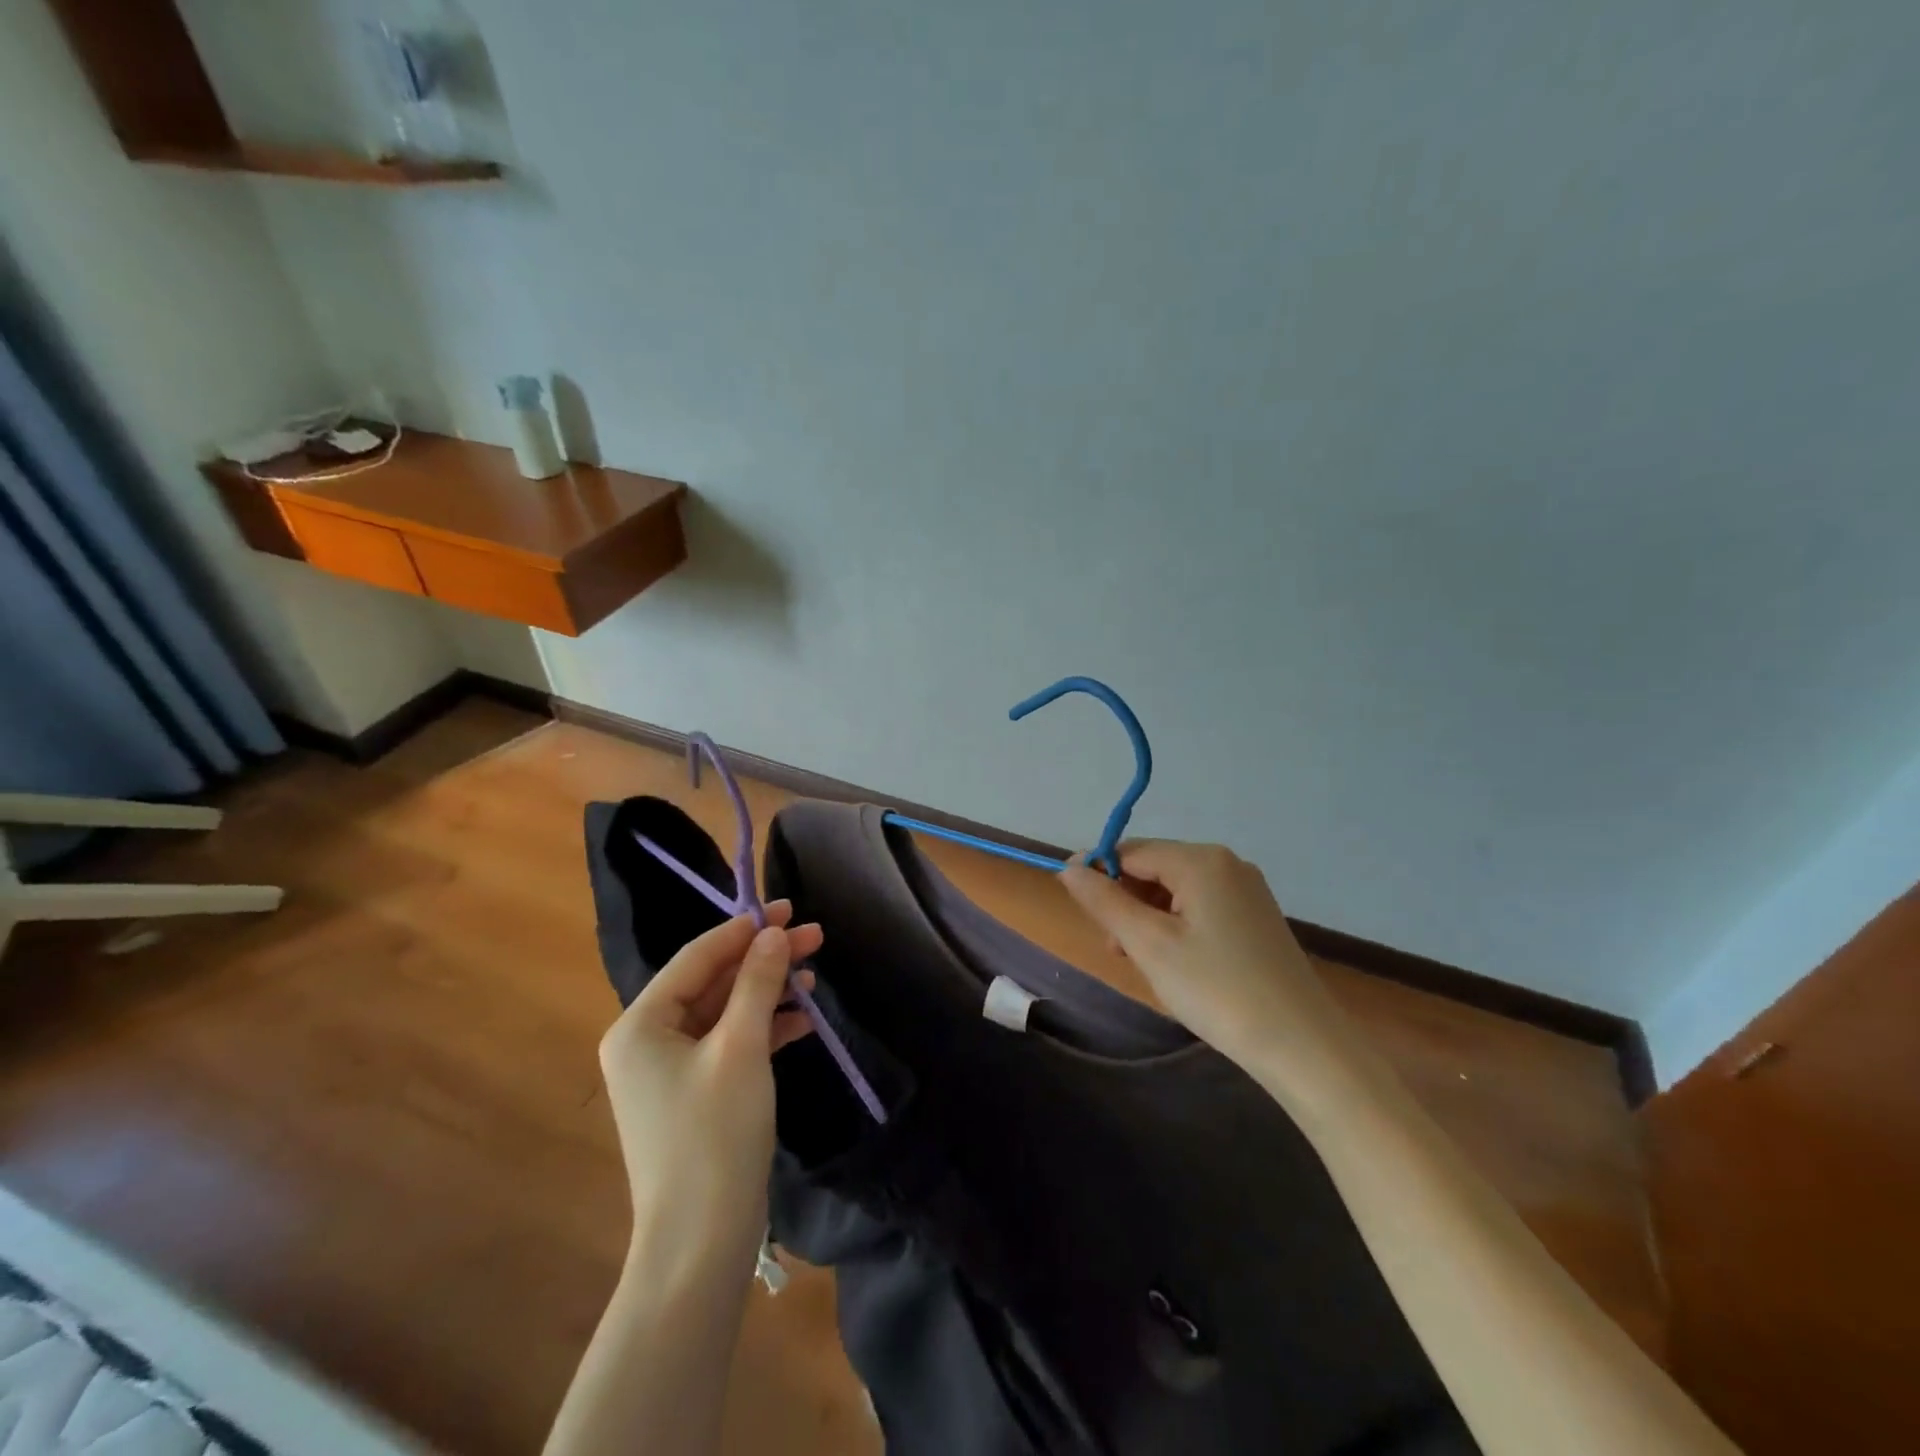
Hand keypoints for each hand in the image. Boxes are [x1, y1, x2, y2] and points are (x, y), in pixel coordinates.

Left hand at [597, 902, 818, 1280]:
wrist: (701, 1243)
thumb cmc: (715, 1135)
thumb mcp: (741, 1047)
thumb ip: (757, 982)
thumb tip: (772, 934)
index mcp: (641, 1025)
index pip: (698, 957)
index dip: (744, 929)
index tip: (788, 908)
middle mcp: (647, 1041)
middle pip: (714, 982)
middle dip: (764, 960)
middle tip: (815, 936)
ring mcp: (670, 1071)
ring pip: (726, 1012)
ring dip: (769, 992)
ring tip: (816, 977)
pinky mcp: (695, 1094)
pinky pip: (730, 1044)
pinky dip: (765, 1029)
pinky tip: (803, 1021)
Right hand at [1060, 841, 1349, 1074]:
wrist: (1303, 1046)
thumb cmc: (1217, 989)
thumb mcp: (1149, 944)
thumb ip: (1104, 901)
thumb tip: (1070, 868)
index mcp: (1201, 860)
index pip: (1132, 851)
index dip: (1097, 872)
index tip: (1071, 901)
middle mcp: (1227, 864)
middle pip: (1155, 868)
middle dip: (1125, 901)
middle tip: (1114, 948)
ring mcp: (1247, 891)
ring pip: (1176, 891)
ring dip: (1148, 919)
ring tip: (1144, 963)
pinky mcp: (1256, 918)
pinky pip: (1200, 908)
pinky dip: (1176, 928)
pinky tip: (1176, 964)